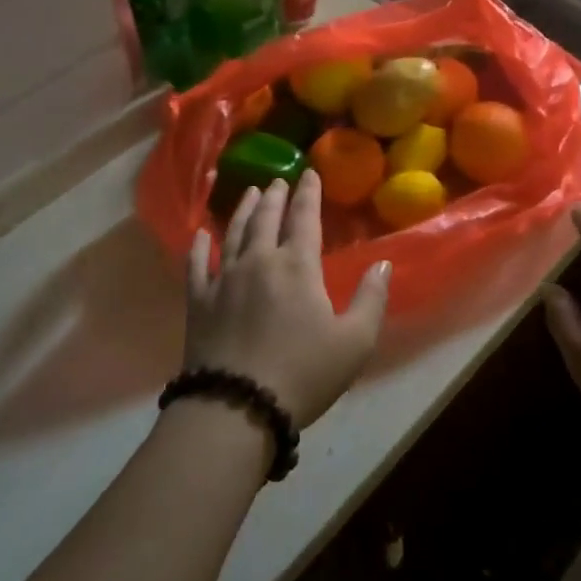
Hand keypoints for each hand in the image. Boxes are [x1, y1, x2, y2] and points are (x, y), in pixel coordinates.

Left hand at [185, 170, 390, 430]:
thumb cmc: (303, 373)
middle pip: (266, 218)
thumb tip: (383, 263)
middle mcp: (258, 261)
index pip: (304, 217)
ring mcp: (224, 279)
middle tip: (278, 180)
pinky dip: (199, 247)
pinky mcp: (198, 301)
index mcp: (297, 266)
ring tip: (248, 193)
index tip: (309, 173)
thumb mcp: (354, 341)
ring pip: (233, 233)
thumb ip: (371, 298)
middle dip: (274, 196)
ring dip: (242, 210)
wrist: (237, 407)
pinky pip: (197, 265)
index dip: (308, 193)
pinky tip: (200, 235)